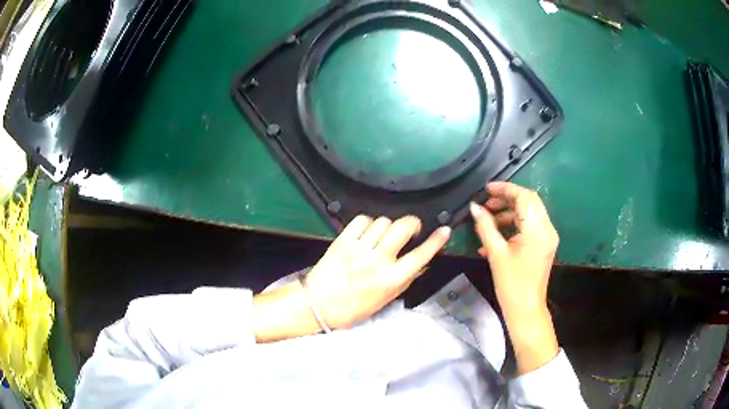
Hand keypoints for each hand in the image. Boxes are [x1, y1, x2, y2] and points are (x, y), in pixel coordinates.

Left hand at [253, 215, 450, 341]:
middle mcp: (378, 261)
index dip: (435, 241)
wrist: (318, 305)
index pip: (420, 256)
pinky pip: (361, 220)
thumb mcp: (384, 300)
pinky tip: (367, 232)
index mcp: (391, 280)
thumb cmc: (353, 308)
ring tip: (383, 235)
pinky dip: (367, 222)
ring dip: (388, 225)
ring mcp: (359, 249)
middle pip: (402, 228)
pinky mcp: (342, 241)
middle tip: (411, 228)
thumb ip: (404, 281)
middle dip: (412, 223)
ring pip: (383, 222)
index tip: (444, 230)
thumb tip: (420, 264)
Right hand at [470, 182, 558, 311]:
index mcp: (537, 230)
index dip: (505, 189)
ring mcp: (547, 236)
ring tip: (488, 217)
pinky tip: (495, 233)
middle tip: (486, 202)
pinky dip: (514, 224)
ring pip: (529, 212)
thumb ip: (485, 226)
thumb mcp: (496, 253)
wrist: (525, 309)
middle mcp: (547, 228)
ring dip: (509, 211)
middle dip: (507, 198)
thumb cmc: (511, 284)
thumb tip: (474, 207)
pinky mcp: (544, 244)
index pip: (524, 197)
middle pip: (529, 201)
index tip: (486, 189)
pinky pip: (530, 226)